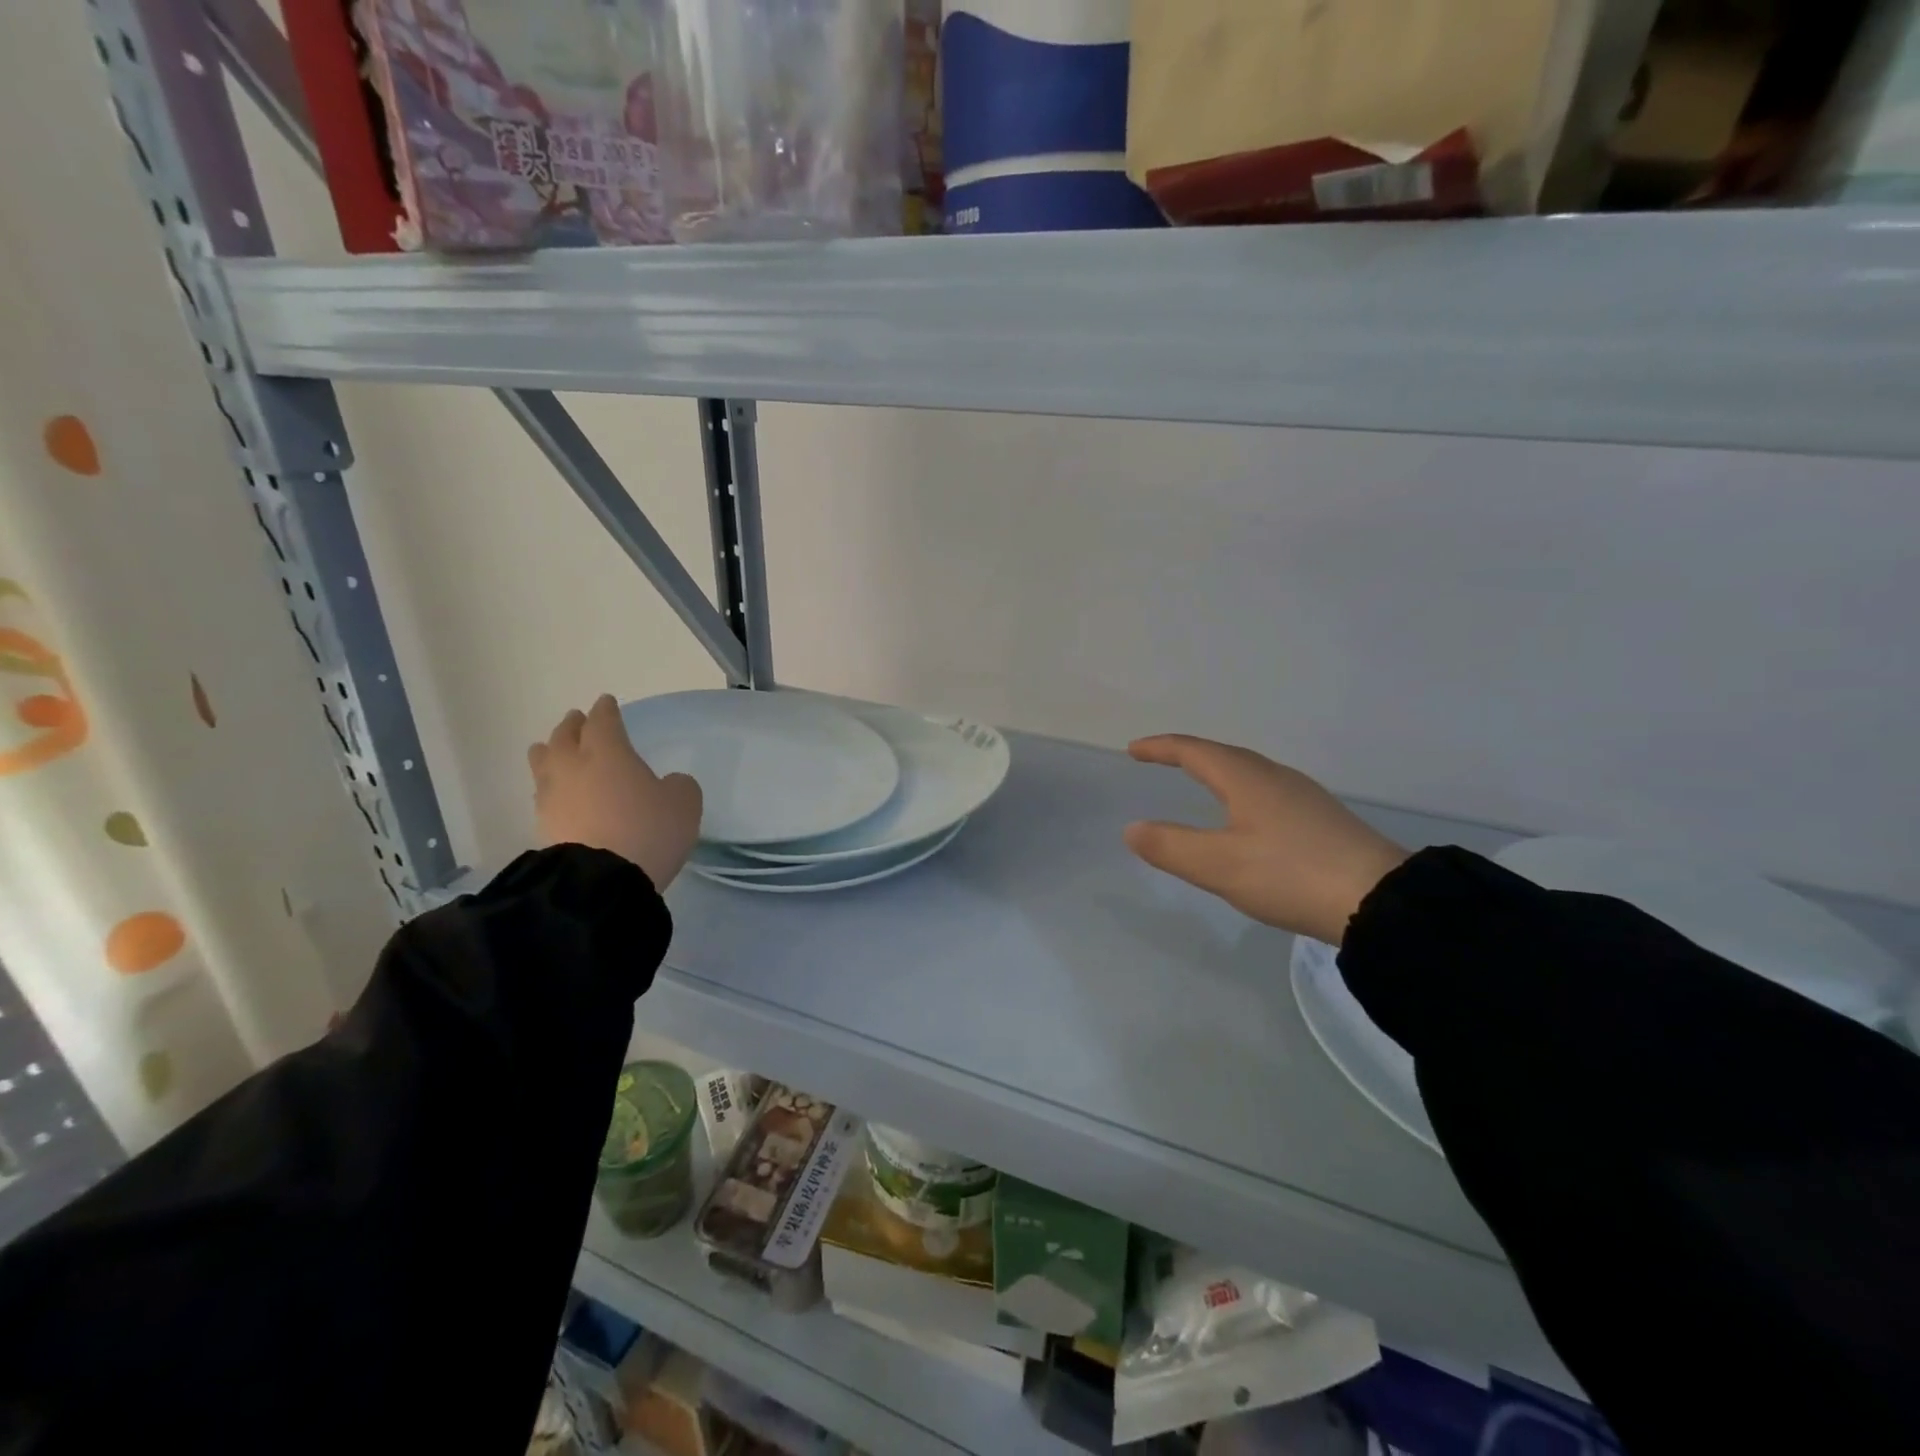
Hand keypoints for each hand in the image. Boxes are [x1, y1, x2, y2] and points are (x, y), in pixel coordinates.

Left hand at [529, 695, 702, 890]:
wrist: (603, 880)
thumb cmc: (649, 830)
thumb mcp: (684, 802)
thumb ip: (677, 785)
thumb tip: (667, 784)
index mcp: (608, 751)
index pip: (603, 720)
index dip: (606, 710)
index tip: (607, 703)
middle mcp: (574, 765)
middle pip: (565, 736)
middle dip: (572, 725)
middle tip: (576, 720)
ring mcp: (553, 796)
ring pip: (544, 762)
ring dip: (550, 751)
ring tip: (552, 749)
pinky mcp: (543, 825)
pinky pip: (543, 793)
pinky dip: (550, 785)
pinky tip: (557, 790)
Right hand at [1123, 734, 1407, 944]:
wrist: (1381, 901)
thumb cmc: (1289, 874)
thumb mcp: (1219, 865)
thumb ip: (1171, 846)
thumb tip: (1132, 828)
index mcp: (1246, 778)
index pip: (1193, 751)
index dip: (1161, 748)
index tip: (1134, 750)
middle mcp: (1275, 777)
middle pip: (1223, 755)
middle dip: (1187, 755)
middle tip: (1160, 760)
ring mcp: (1303, 796)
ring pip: (1248, 772)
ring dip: (1216, 771)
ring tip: (1199, 782)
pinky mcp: (1322, 819)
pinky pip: (1267, 791)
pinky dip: (1240, 792)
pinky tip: (1248, 817)